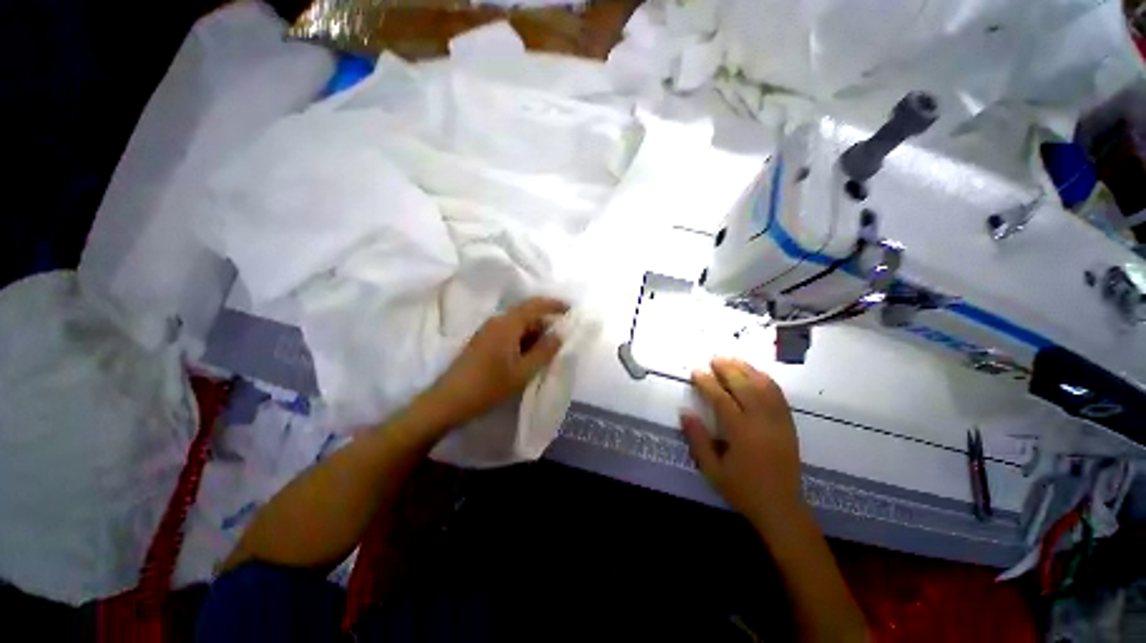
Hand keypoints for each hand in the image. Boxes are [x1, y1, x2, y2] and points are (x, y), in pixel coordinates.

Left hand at [415, 297, 567, 428]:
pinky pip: (509, 334)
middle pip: (526, 315)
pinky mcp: (483, 342)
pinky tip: (529, 357)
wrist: (448, 402)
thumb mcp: (523, 372)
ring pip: (518, 326)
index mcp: (507, 324)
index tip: (571, 309)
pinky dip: (523, 341)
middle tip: (562, 339)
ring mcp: (487, 331)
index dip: (554, 304)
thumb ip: (544, 351)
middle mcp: (496, 322)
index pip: (535, 305)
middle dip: (546, 324)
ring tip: (548, 352)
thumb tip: (560, 334)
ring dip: (534, 335)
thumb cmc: (488, 386)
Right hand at [681, 357, 803, 534]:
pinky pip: (779, 395)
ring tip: (733, 360)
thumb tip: (685, 412)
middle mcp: (762, 422)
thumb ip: (697, 439)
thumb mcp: (712, 470)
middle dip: (728, 369)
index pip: (722, 399)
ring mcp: (778, 421)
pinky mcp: (788, 424)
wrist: (782, 507)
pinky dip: (767, 380)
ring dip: (747, 370)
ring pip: (764, 387)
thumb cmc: (742, 489)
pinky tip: (757, 374)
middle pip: (745, 386)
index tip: (696, 371)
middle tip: (714, 358)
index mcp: (741, 433)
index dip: (707, 383)